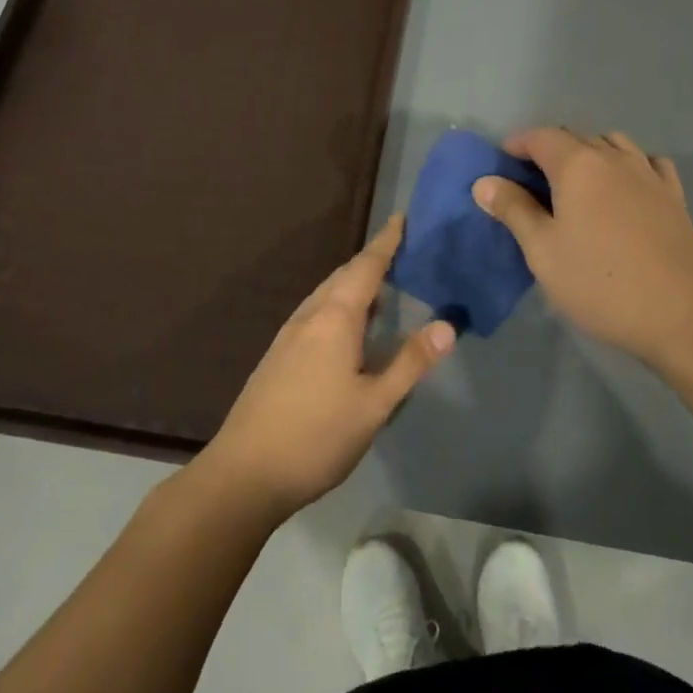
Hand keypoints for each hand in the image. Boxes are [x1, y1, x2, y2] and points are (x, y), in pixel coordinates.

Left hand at [200, 215, 453, 519]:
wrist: (244, 473)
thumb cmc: (317, 436)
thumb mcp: (374, 404)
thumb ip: (410, 362)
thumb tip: (447, 324)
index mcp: (334, 318)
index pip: (366, 267)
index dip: (386, 243)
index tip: (402, 218)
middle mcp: (308, 317)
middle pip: (343, 276)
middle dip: (371, 260)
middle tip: (400, 252)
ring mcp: (288, 336)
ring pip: (326, 295)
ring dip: (353, 283)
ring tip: (381, 286)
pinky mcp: (278, 356)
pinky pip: (315, 313)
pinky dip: (338, 304)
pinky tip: (348, 328)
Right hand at [472, 128, 692, 369]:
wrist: (682, 316)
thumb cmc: (600, 284)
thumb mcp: (543, 252)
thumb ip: (513, 210)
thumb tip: (484, 182)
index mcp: (578, 165)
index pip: (540, 136)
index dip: (517, 143)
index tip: (501, 163)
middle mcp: (614, 158)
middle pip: (575, 136)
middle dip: (548, 149)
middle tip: (530, 182)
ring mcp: (649, 173)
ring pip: (612, 143)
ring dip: (587, 152)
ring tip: (575, 183)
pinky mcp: (674, 195)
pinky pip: (646, 161)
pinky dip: (627, 164)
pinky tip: (624, 187)